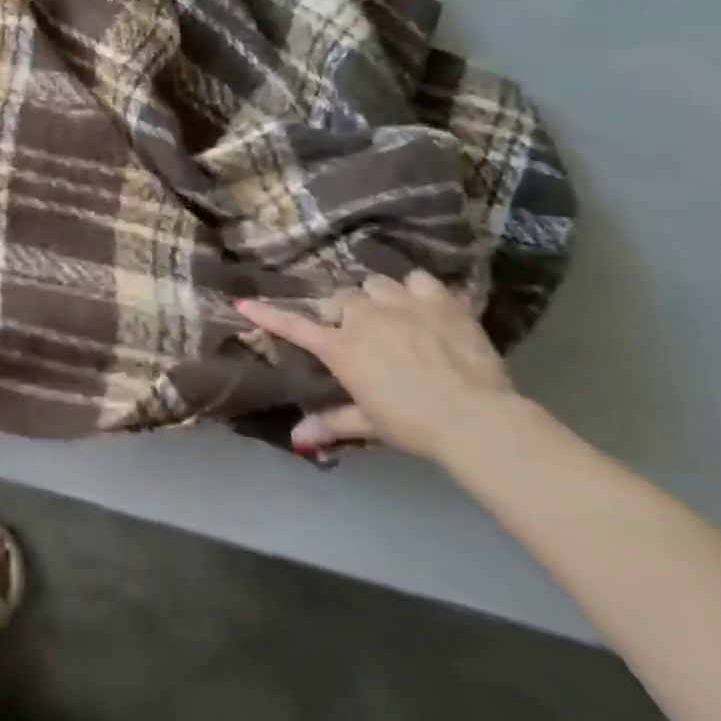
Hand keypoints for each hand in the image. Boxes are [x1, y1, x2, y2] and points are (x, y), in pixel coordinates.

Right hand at [236, 269, 516, 461]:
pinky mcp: (439, 302)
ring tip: (390, 312)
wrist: (478, 419)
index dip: (266, 314)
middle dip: (344, 311)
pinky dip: (416, 289)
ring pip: (375, 284)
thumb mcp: (370, 425)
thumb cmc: (415, 425)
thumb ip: (331, 424)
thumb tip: (296, 440)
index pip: (293, 326)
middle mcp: (363, 318)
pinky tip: (422, 303)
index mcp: (341, 348)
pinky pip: (418, 280)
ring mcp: (401, 305)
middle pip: (340, 298)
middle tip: (357, 330)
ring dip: (377, 297)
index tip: (241, 302)